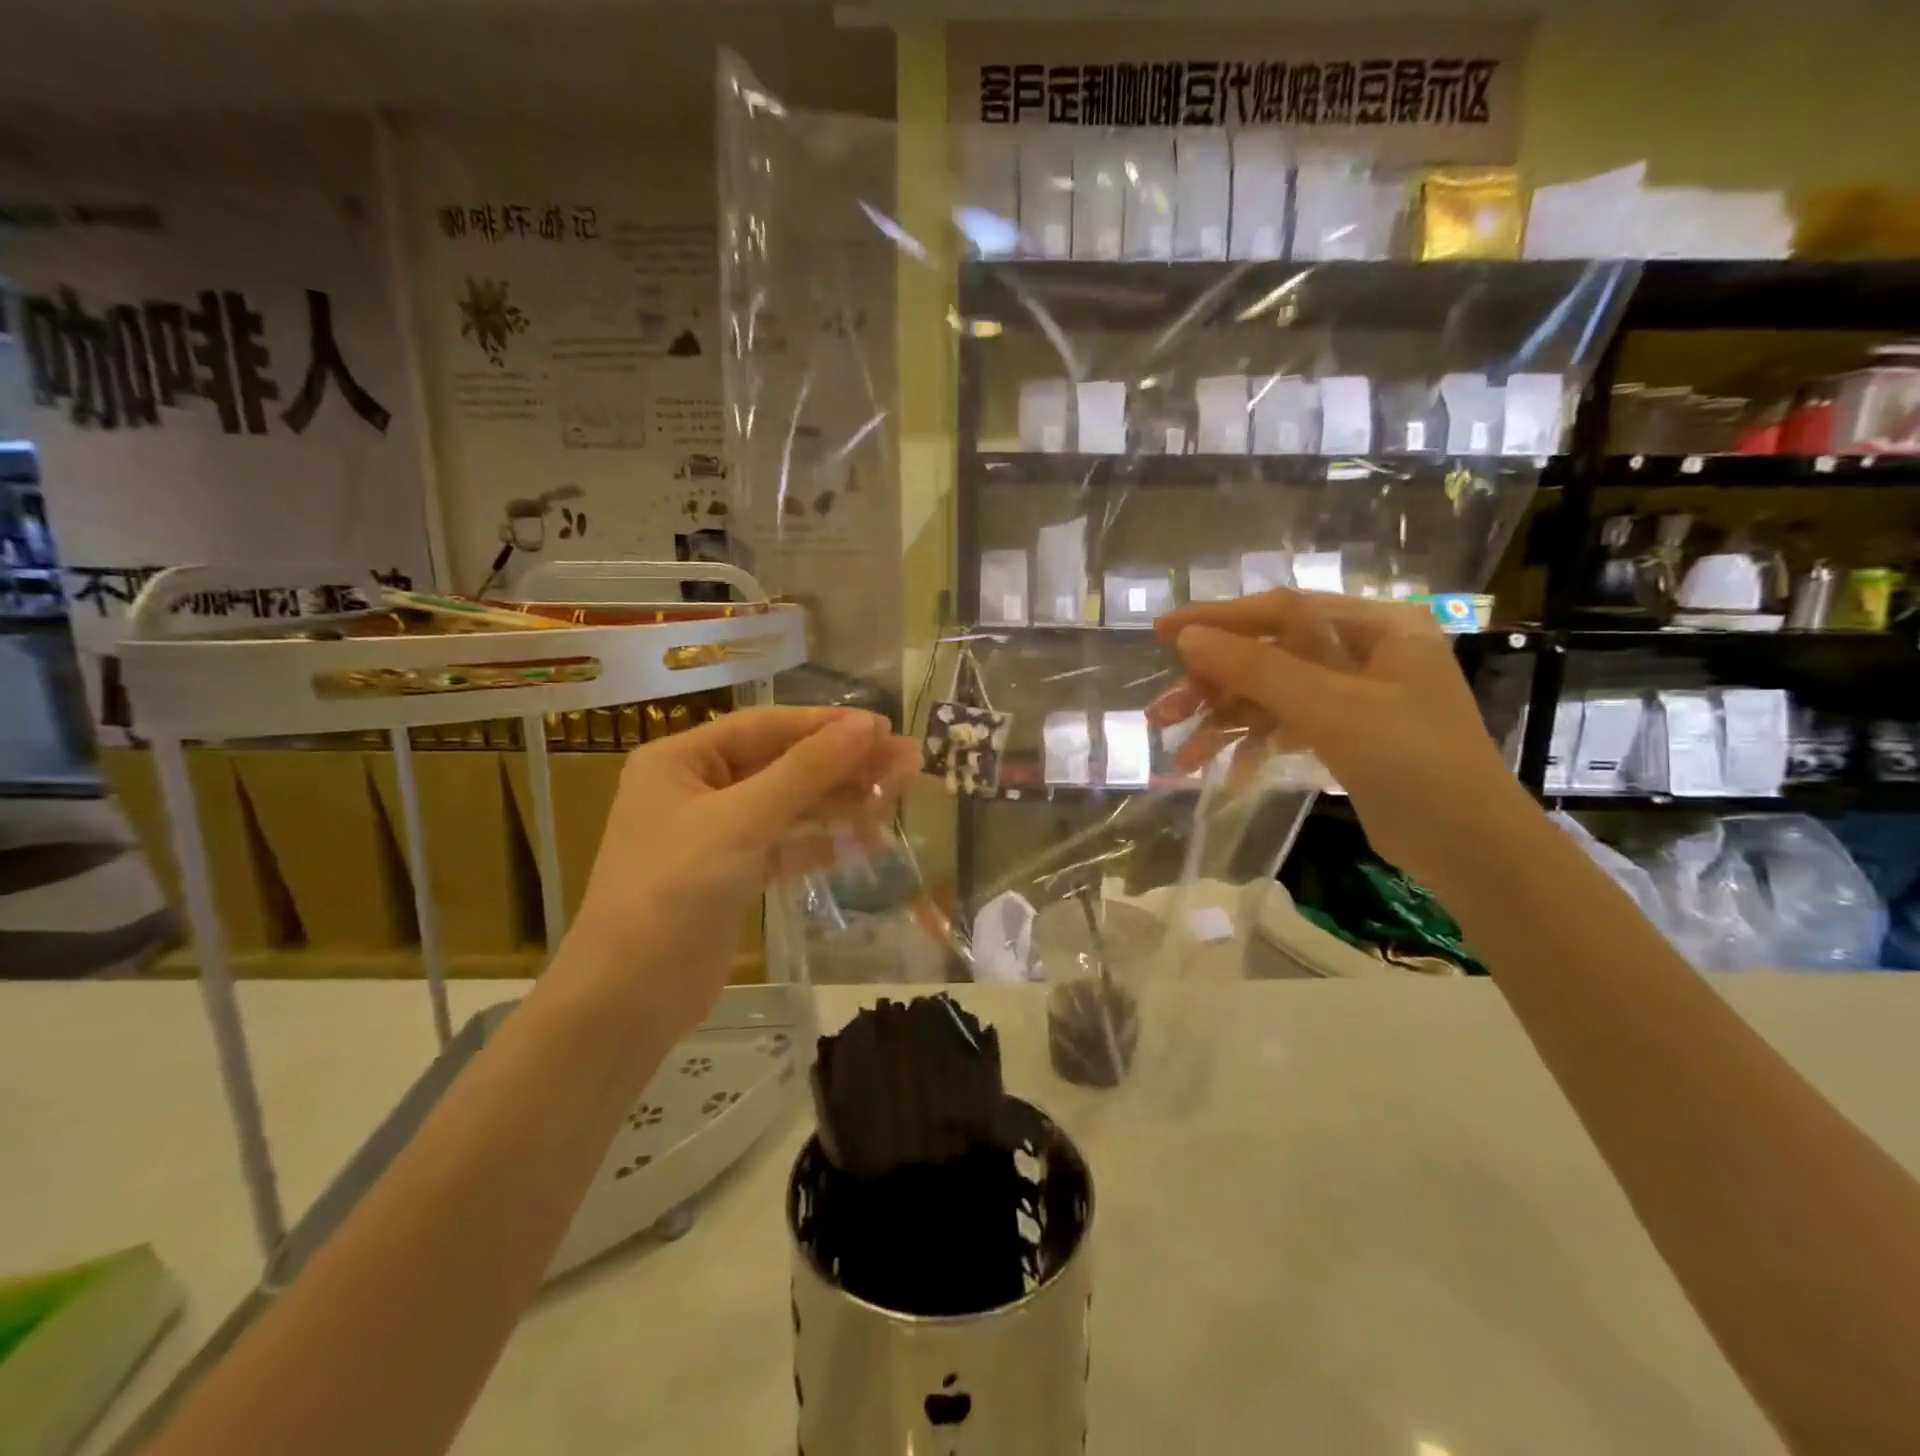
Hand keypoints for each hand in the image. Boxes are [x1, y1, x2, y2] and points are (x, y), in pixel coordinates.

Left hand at [565, 707, 920, 1041]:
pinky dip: (821, 844)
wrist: (627, 998)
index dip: (827, 725)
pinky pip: (784, 847)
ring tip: (898, 793)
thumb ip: (807, 770)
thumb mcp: (743, 821)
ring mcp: (714, 834)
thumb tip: (868, 725)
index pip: (767, 726)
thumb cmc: (675, 890)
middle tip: (909, 760)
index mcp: (683, 759)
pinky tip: (866, 841)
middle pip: (783, 764)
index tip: (885, 728)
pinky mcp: (731, 876)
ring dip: (840, 801)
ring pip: (789, 806)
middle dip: (844, 763)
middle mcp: (697, 788)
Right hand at [1150, 590, 1530, 890]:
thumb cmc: (1412, 761)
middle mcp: (1363, 653)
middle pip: (1269, 656)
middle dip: (1213, 686)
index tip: (1162, 632)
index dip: (1217, 619)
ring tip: (1180, 756)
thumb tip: (1186, 636)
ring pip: (1271, 697)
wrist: (1471, 848)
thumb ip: (1256, 668)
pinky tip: (1224, 774)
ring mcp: (1353, 698)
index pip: (1281, 610)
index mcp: (1375, 627)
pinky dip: (1254, 748)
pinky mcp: (1345, 737)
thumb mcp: (1330, 707)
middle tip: (1161, 713)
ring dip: (1225, 724)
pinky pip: (1286, 728)